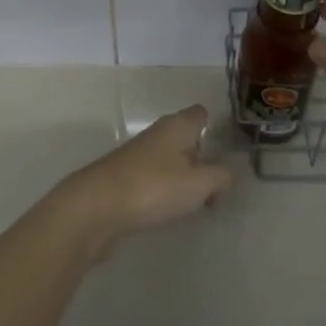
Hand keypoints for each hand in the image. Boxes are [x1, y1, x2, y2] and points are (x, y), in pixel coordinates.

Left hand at [55, 104, 233, 256]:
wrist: (97, 207)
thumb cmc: (154, 187)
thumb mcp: (199, 183)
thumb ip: (220, 176)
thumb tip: (228, 173)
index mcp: (176, 126)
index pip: (199, 114)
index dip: (214, 127)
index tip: (227, 151)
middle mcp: (157, 135)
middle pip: (186, 139)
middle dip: (202, 160)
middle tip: (217, 189)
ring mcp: (138, 156)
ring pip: (171, 161)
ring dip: (184, 179)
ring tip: (197, 205)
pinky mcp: (125, 178)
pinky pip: (155, 179)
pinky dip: (166, 192)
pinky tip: (170, 211)